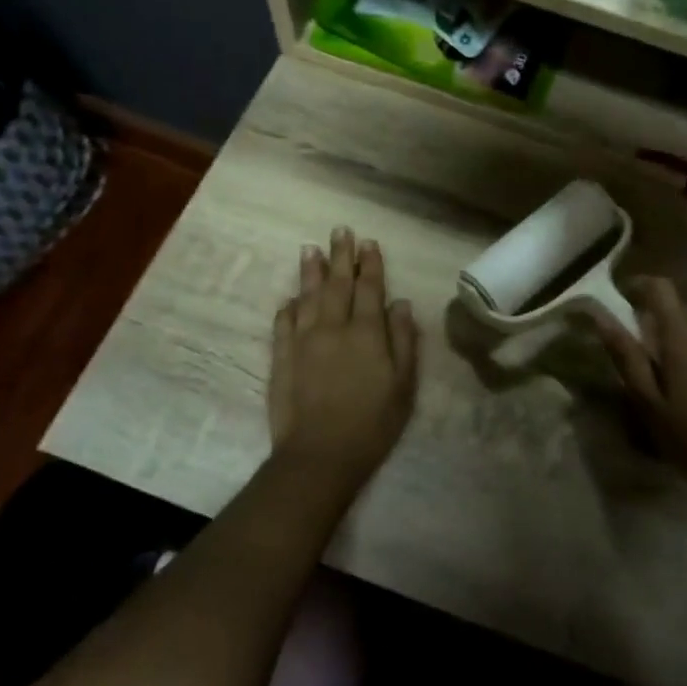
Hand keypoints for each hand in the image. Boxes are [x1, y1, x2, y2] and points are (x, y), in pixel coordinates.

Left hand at [268, 228, 418, 487]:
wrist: (320, 455)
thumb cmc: (373, 422)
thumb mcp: (404, 385)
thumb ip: (403, 340)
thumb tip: (401, 303)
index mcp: (367, 332)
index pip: (369, 288)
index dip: (370, 264)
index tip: (368, 242)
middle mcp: (334, 327)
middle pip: (337, 284)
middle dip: (340, 256)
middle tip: (340, 231)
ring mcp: (304, 341)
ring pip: (307, 296)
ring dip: (310, 271)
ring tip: (310, 249)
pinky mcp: (282, 358)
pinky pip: (283, 324)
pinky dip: (287, 307)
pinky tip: (290, 298)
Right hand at [591, 277, 686, 506]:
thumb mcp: (650, 405)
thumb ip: (627, 357)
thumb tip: (601, 318)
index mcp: (684, 337)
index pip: (660, 288)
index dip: (638, 286)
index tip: (622, 300)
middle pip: (679, 310)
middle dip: (657, 325)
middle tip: (644, 363)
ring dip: (682, 343)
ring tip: (673, 383)